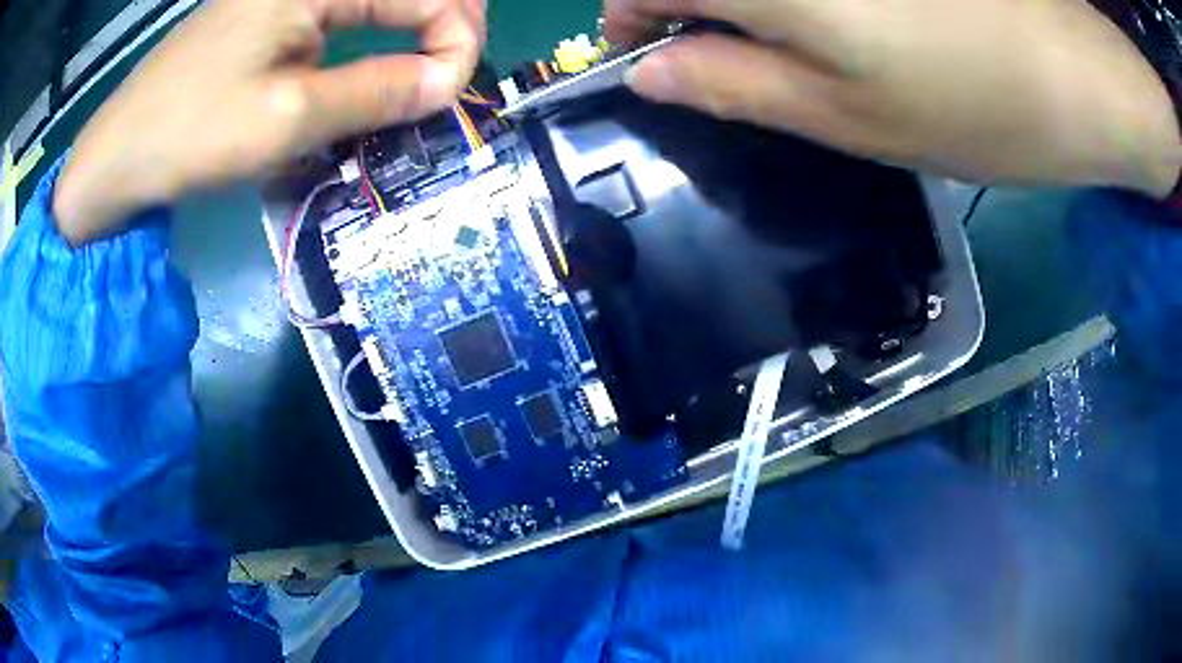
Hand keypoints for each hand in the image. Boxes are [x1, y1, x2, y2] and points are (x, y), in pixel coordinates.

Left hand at [54, 0, 484, 243]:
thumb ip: (378, 91)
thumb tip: (452, 82)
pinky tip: (371, 69)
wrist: (116, 155)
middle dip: (442, 28)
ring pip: (375, 3)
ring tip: (424, 76)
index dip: (458, 35)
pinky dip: (369, 40)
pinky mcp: (269, 16)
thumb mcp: (288, 118)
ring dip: (409, 34)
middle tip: (449, 80)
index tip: (454, 90)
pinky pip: (340, 17)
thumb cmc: (191, 134)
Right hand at [607, 0, 1180, 196]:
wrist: (1076, 71)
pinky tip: (827, 18)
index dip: (627, 19)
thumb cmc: (971, 106)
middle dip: (682, 7)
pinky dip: (788, 1)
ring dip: (737, 3)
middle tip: (713, 57)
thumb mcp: (845, 117)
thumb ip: (733, 85)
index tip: (644, 56)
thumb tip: (651, 72)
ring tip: (773, 41)